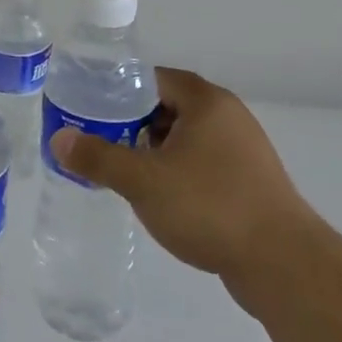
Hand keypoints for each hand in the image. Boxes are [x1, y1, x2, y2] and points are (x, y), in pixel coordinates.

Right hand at [50, 67, 314, 313]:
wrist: (282, 263)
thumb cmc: (209, 207)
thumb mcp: (143, 181)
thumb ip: (98, 158)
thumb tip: (59, 138)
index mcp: (206, 101)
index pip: (154, 78)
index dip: (119, 90)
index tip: (91, 108)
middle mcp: (229, 116)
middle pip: (169, 106)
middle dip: (133, 122)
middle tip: (101, 141)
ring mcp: (244, 149)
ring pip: (186, 137)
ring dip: (155, 149)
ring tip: (125, 171)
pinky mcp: (250, 181)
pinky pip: (204, 162)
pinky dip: (178, 170)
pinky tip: (161, 197)